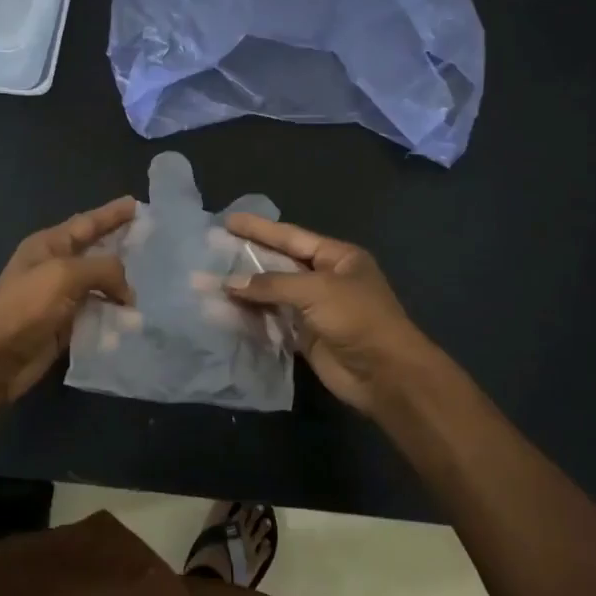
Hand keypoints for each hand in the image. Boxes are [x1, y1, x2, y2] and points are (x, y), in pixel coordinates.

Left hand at [0, 197, 136, 405]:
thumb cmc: (25, 306)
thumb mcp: (64, 275)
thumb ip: (103, 270)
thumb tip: (128, 292)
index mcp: (49, 245)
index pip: (87, 223)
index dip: (112, 214)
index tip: (136, 204)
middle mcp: (56, 267)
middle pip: (96, 252)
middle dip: (122, 247)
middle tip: (154, 243)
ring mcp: (61, 298)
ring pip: (100, 286)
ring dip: (124, 286)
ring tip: (156, 283)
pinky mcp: (66, 327)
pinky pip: (98, 315)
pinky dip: (116, 316)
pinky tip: (138, 318)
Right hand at [223, 214, 445, 420]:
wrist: (385, 375)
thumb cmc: (357, 319)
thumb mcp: (316, 290)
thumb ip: (271, 284)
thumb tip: (229, 283)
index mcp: (338, 257)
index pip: (291, 236)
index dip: (259, 229)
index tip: (228, 221)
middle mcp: (325, 279)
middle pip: (279, 264)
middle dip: (246, 259)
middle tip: (211, 249)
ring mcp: (315, 309)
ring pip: (272, 294)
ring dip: (244, 291)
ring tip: (209, 283)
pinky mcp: (305, 337)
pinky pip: (272, 321)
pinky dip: (251, 317)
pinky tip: (224, 312)